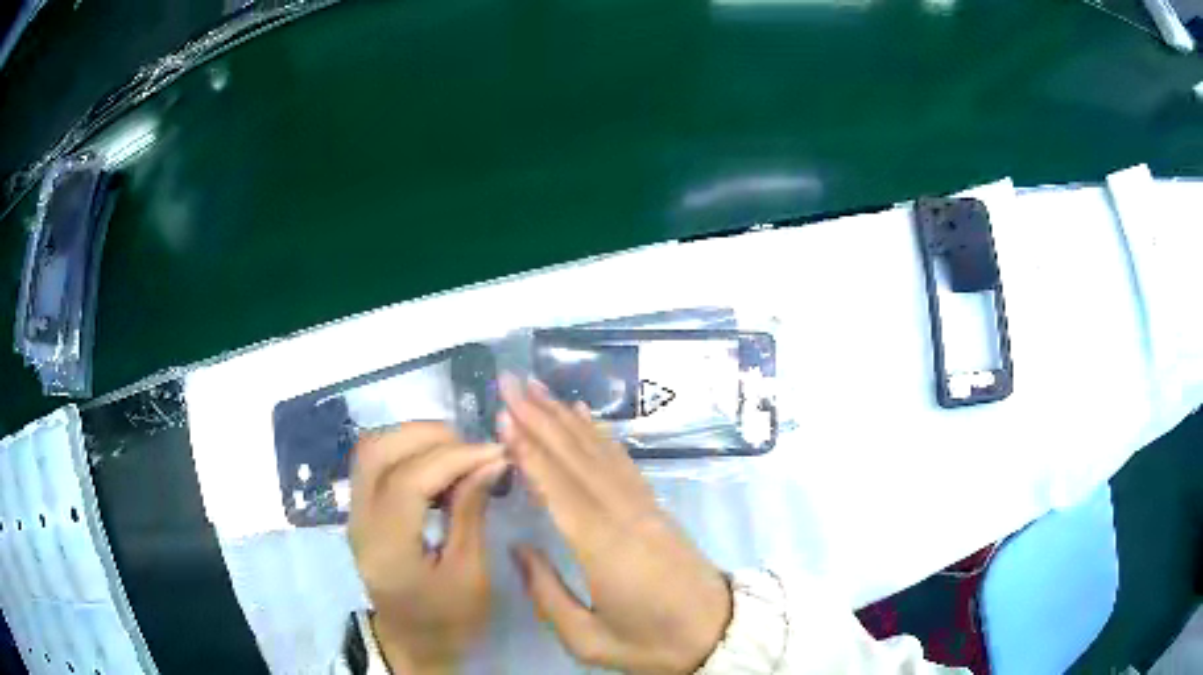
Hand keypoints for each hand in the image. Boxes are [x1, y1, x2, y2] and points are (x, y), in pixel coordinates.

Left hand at [348, 423, 508, 674]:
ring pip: (371, 449)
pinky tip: (437, 465)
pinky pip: (375, 462)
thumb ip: (471, 513)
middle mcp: (359, 522)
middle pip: (377, 450)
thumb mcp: (470, 575)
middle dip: (429, 436)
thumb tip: (491, 460)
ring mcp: (353, 513)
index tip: (496, 452)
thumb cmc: (448, 620)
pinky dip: (406, 451)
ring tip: (458, 452)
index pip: (407, 481)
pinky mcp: (360, 510)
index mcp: (387, 548)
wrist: (412, 643)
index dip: (453, 457)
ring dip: (414, 438)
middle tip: (474, 448)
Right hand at [500, 377, 732, 673]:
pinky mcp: (655, 506)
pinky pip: (622, 460)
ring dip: (565, 416)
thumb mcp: (589, 640)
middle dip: (539, 417)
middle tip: (508, 382)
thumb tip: (519, 549)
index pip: (559, 489)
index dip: (530, 450)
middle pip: (575, 458)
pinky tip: (583, 414)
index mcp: (603, 549)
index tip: (503, 416)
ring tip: (535, 387)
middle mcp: (623, 515)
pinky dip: (599, 433)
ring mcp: (643, 506)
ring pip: (598, 451)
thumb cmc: (650, 643)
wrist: (717, 632)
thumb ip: (547, 595)